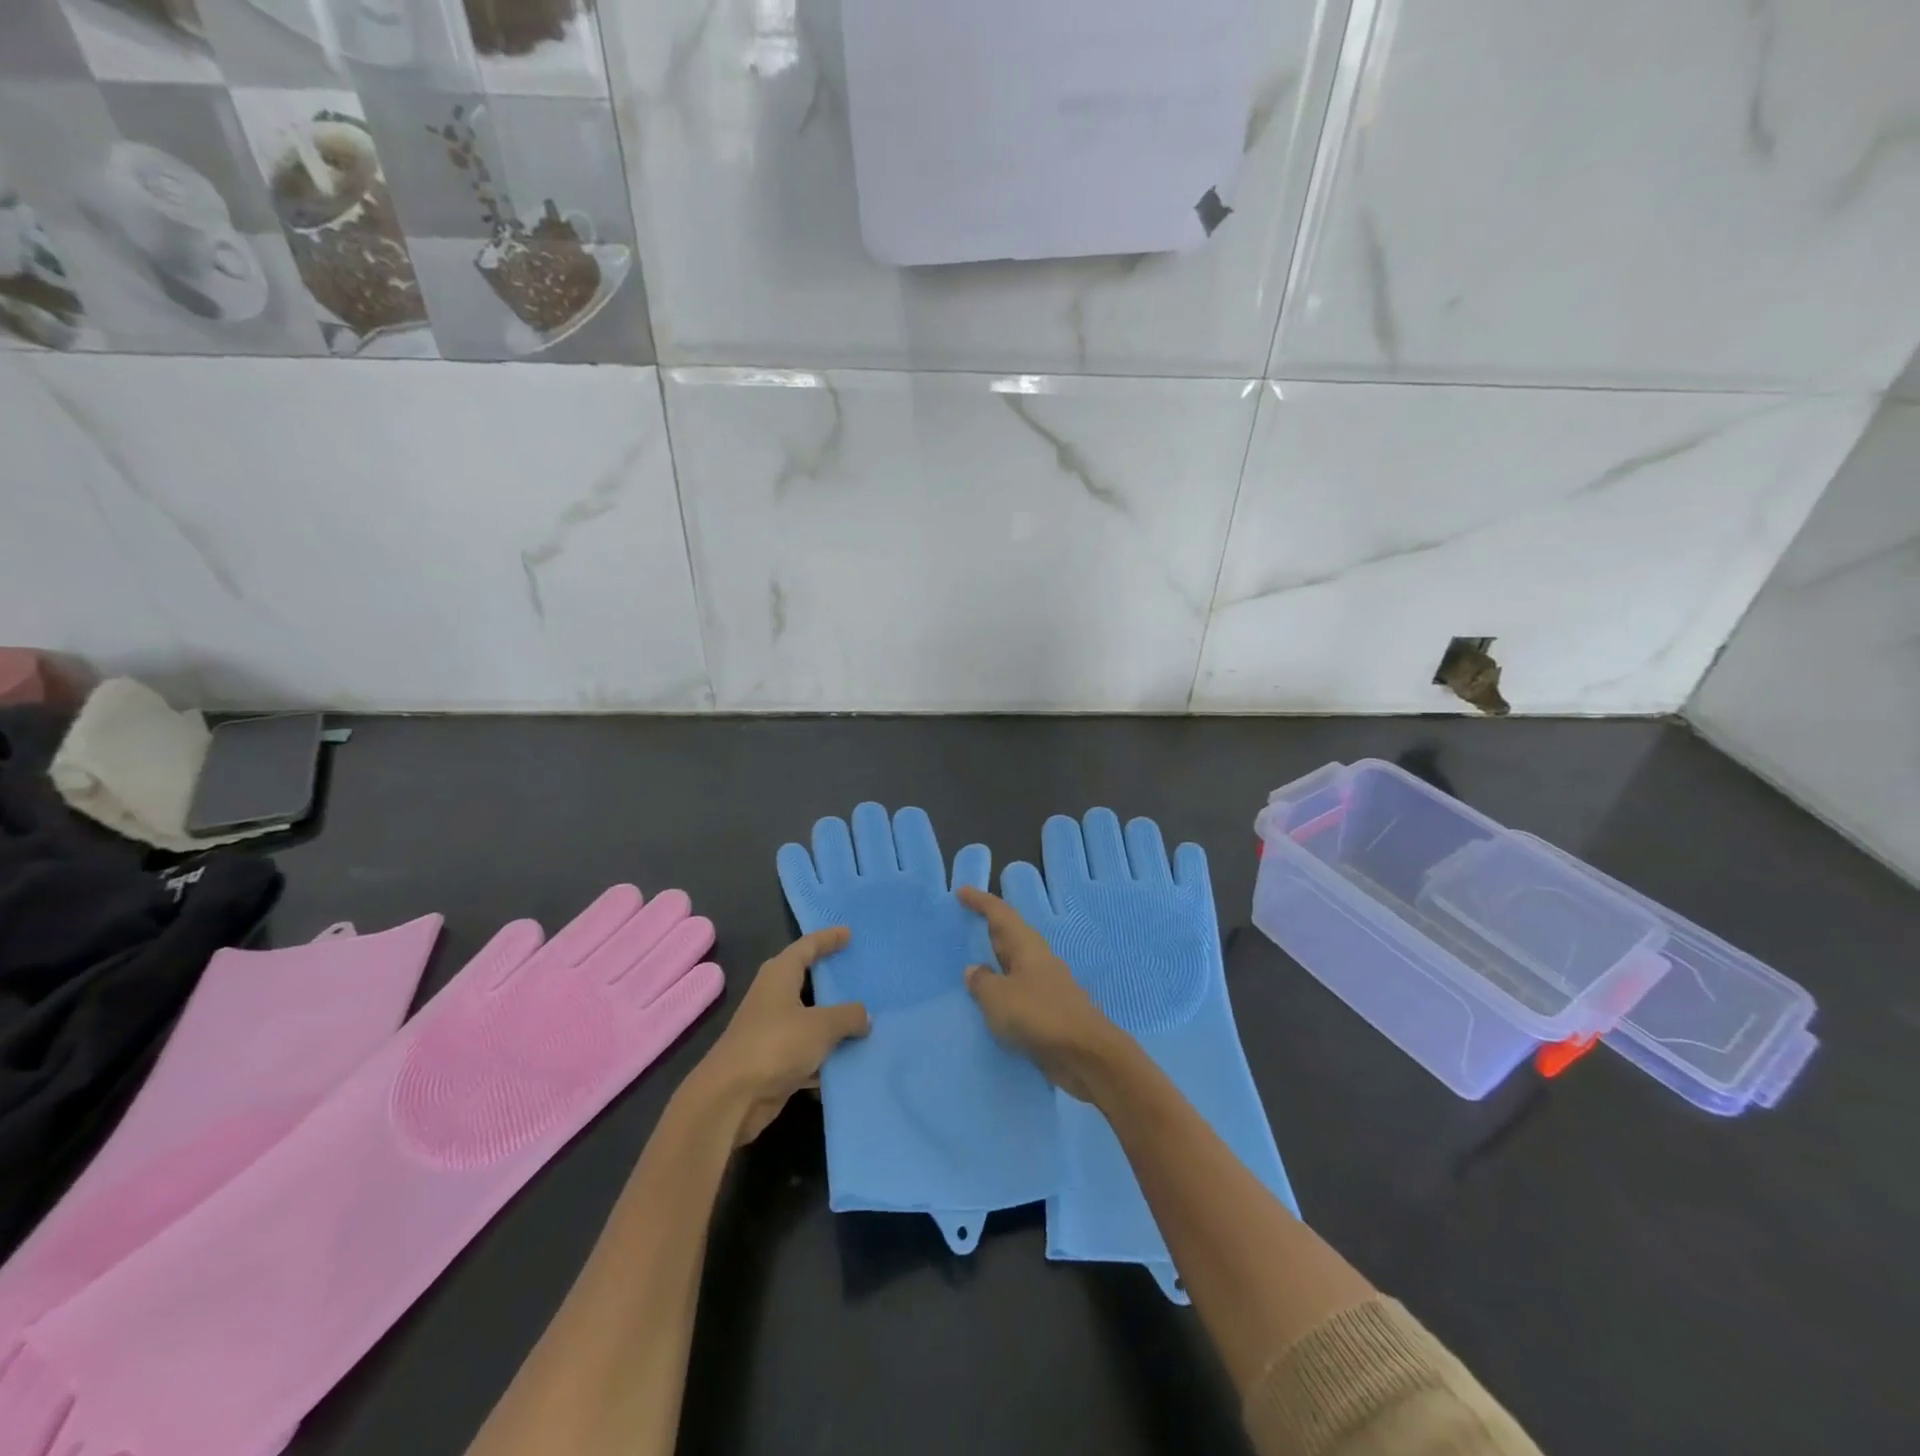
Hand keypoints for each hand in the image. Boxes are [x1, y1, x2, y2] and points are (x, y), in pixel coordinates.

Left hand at [689, 927, 870, 1145]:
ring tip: (867, 1016)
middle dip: (833, 979)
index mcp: (780, 975)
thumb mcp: (821, 1026)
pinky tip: (851, 1060)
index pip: (807, 946)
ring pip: (810, 1018)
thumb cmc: (775, 1045)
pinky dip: (826, 1053)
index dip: (828, 938)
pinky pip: (808, 1051)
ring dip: (834, 1021)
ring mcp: (772, 1030)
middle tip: (860, 973)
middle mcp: (774, 997)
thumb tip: (864, 1016)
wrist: (730, 1099)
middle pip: (807, 981)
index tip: (849, 933)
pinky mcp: (773, 1061)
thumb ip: (848, 1016)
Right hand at [958, 887, 1124, 1101]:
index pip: (1000, 914)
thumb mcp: (998, 997)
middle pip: (1010, 936)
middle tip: (963, 925)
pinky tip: (992, 1003)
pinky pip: (1019, 991)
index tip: (961, 892)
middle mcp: (1038, 959)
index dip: (980, 901)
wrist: (1085, 1054)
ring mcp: (1046, 985)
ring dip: (996, 962)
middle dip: (988, 929)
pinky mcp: (1049, 1010)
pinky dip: (1003, 990)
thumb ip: (981, 981)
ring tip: (972, 966)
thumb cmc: (1038, 1015)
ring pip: (1015, 965)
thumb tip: (974, 970)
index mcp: (1026, 946)